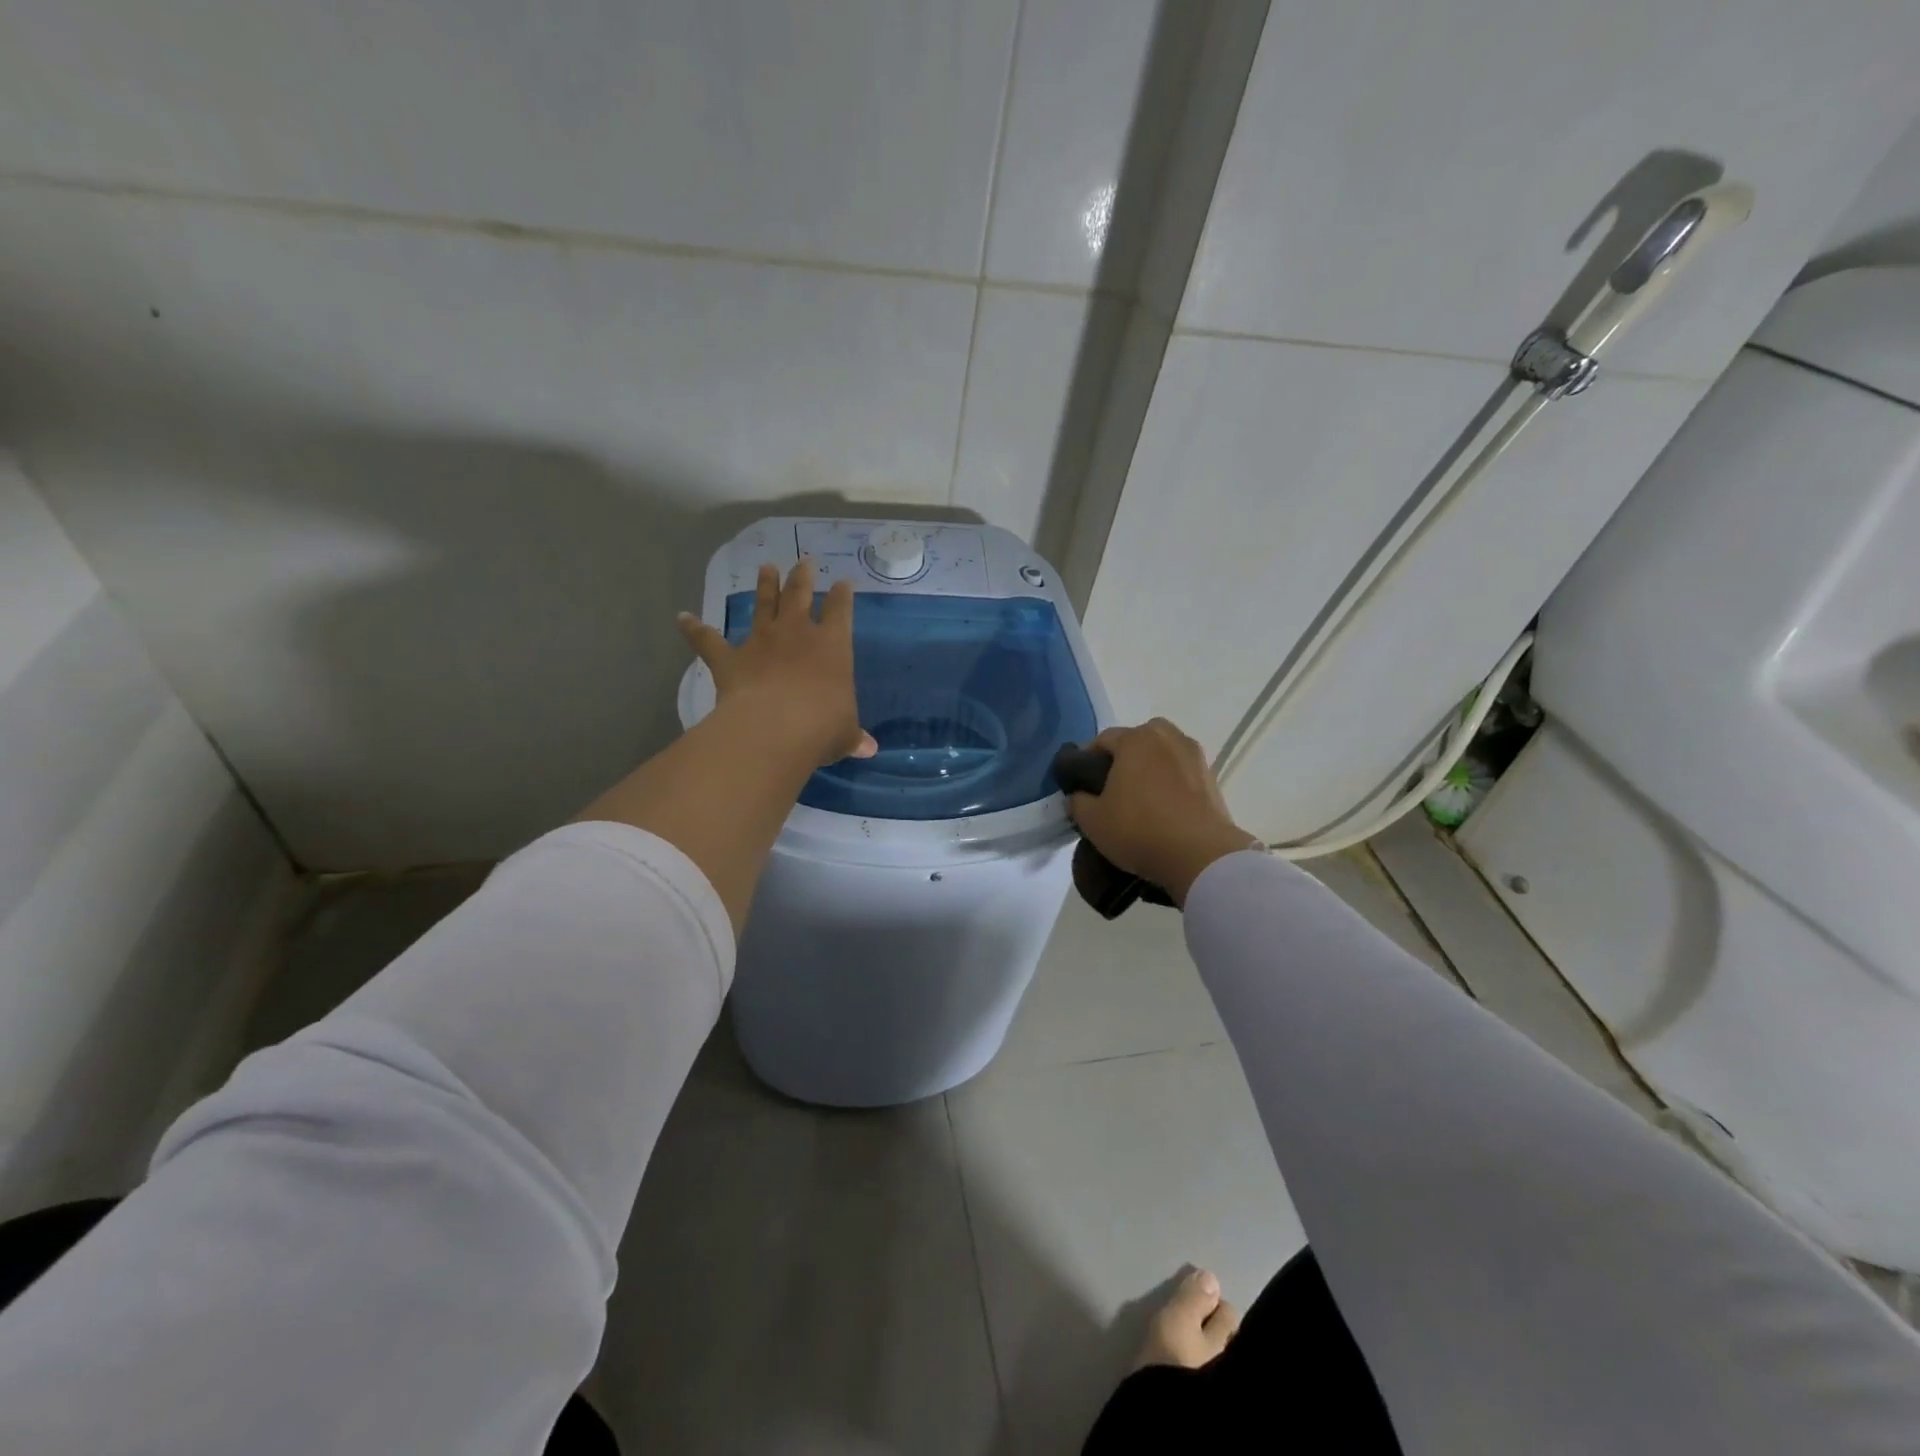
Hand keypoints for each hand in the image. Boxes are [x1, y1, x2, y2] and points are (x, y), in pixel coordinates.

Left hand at [678, 560, 877, 767]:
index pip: (840, 611)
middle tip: (803, 562)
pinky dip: (694, 629)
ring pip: (763, 605)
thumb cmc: (822, 727)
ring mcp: (760, 642)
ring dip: (764, 586)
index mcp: (832, 645)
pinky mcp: (729, 659)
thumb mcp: (844, 733)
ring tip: (766, 567)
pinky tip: (682, 617)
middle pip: (799, 595)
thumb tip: (868, 749)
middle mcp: (796, 634)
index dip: (842, 596)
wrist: (775, 729)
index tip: (843, 583)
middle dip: (802, 578)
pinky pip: (708, 640)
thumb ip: (852, 736)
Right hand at [1067, 719, 1260, 905]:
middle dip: (1124, 758)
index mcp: (1135, 739)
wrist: (1200, 856)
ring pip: (1163, 754)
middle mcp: (1167, 737)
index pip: (1103, 740)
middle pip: (1137, 740)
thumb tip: (1079, 796)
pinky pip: (1182, 773)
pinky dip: (1172, 783)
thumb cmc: (1139, 829)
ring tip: (1142, 799)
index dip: (1088, 761)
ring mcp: (1194, 756)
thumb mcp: (1092, 821)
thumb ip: (1077, 802)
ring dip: (1151, 768)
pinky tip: (1165, 809)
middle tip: (1114, 789)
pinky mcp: (1212, 778)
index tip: (1083, 785)